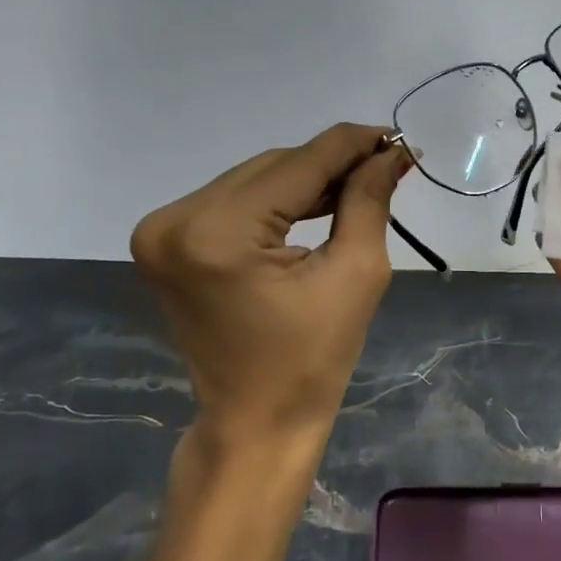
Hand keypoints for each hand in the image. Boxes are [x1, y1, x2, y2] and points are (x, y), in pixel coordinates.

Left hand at [130, 123, 412, 447]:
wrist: (254, 423)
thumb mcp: (355, 274)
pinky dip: (277, 199)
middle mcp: (176, 220)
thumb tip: (390, 152)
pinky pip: (235, 200)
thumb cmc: (312, 361)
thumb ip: (368, 200)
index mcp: (217, 233)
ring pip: (255, 178)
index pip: (298, 165)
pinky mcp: (167, 241)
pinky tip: (317, 201)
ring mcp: (163, 230)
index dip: (353, 145)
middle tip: (385, 165)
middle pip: (273, 167)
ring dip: (306, 179)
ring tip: (359, 183)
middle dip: (332, 164)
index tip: (397, 137)